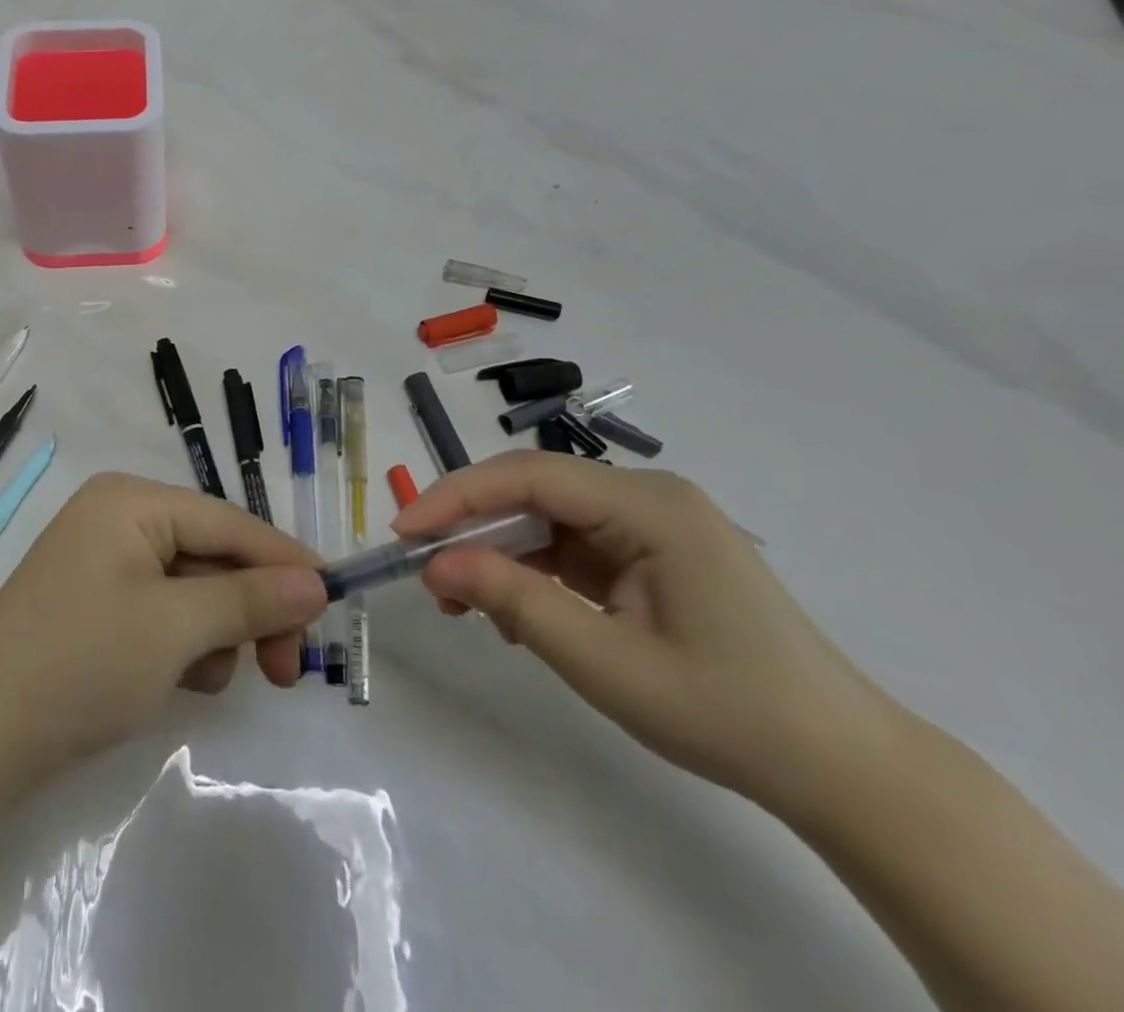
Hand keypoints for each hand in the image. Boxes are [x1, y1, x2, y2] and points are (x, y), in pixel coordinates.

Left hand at [0, 471, 327, 781]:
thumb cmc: (79, 664)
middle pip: (214, 553)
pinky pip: (164, 612)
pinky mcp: (98, 604)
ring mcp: (105, 561)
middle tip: (286, 670)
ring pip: (194, 588)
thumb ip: (249, 599)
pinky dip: (183, 645)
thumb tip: (318, 584)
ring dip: (215, 633)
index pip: (229, 521)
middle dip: (250, 608)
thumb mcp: (174, 629)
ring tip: (205, 679)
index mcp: (131, 501)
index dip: (284, 561)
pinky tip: (176, 681)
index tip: (335, 602)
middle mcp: (119, 517)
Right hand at [395, 451, 902, 811]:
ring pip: (545, 517)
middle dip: (473, 528)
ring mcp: (650, 523)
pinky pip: (569, 545)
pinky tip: (515, 612)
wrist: (841, 769)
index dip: (457, 496)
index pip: (529, 476)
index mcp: (649, 506)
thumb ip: (516, 602)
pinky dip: (532, 572)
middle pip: (533, 490)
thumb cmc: (728, 712)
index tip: (403, 532)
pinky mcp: (648, 552)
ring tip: (466, 606)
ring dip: (499, 554)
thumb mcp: (607, 663)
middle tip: (427, 575)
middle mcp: (647, 497)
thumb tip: (435, 563)